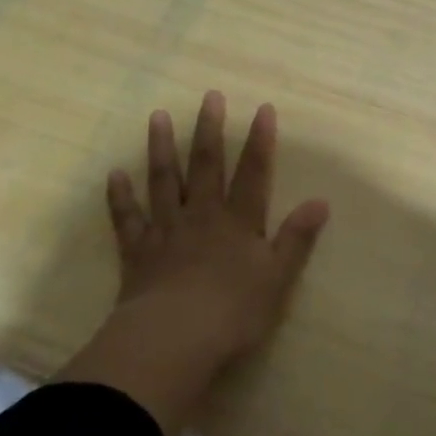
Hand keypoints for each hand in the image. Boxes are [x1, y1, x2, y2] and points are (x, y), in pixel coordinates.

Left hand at [56, 92, 329, 434]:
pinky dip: (120, 196)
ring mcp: (166, 230)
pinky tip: (115, 174)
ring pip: (164, 181)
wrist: (173, 340)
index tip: (263, 108)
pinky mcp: (138, 252)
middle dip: (209, 129)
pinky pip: (128, 218)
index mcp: (238, 222)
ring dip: (161, 148)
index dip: (260, 141)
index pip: (253, 173)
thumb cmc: (233, 312)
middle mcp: (202, 216)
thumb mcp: (277, 278)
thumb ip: (296, 238)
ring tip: (157, 116)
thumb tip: (321, 201)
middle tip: (209, 96)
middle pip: (206, 166)